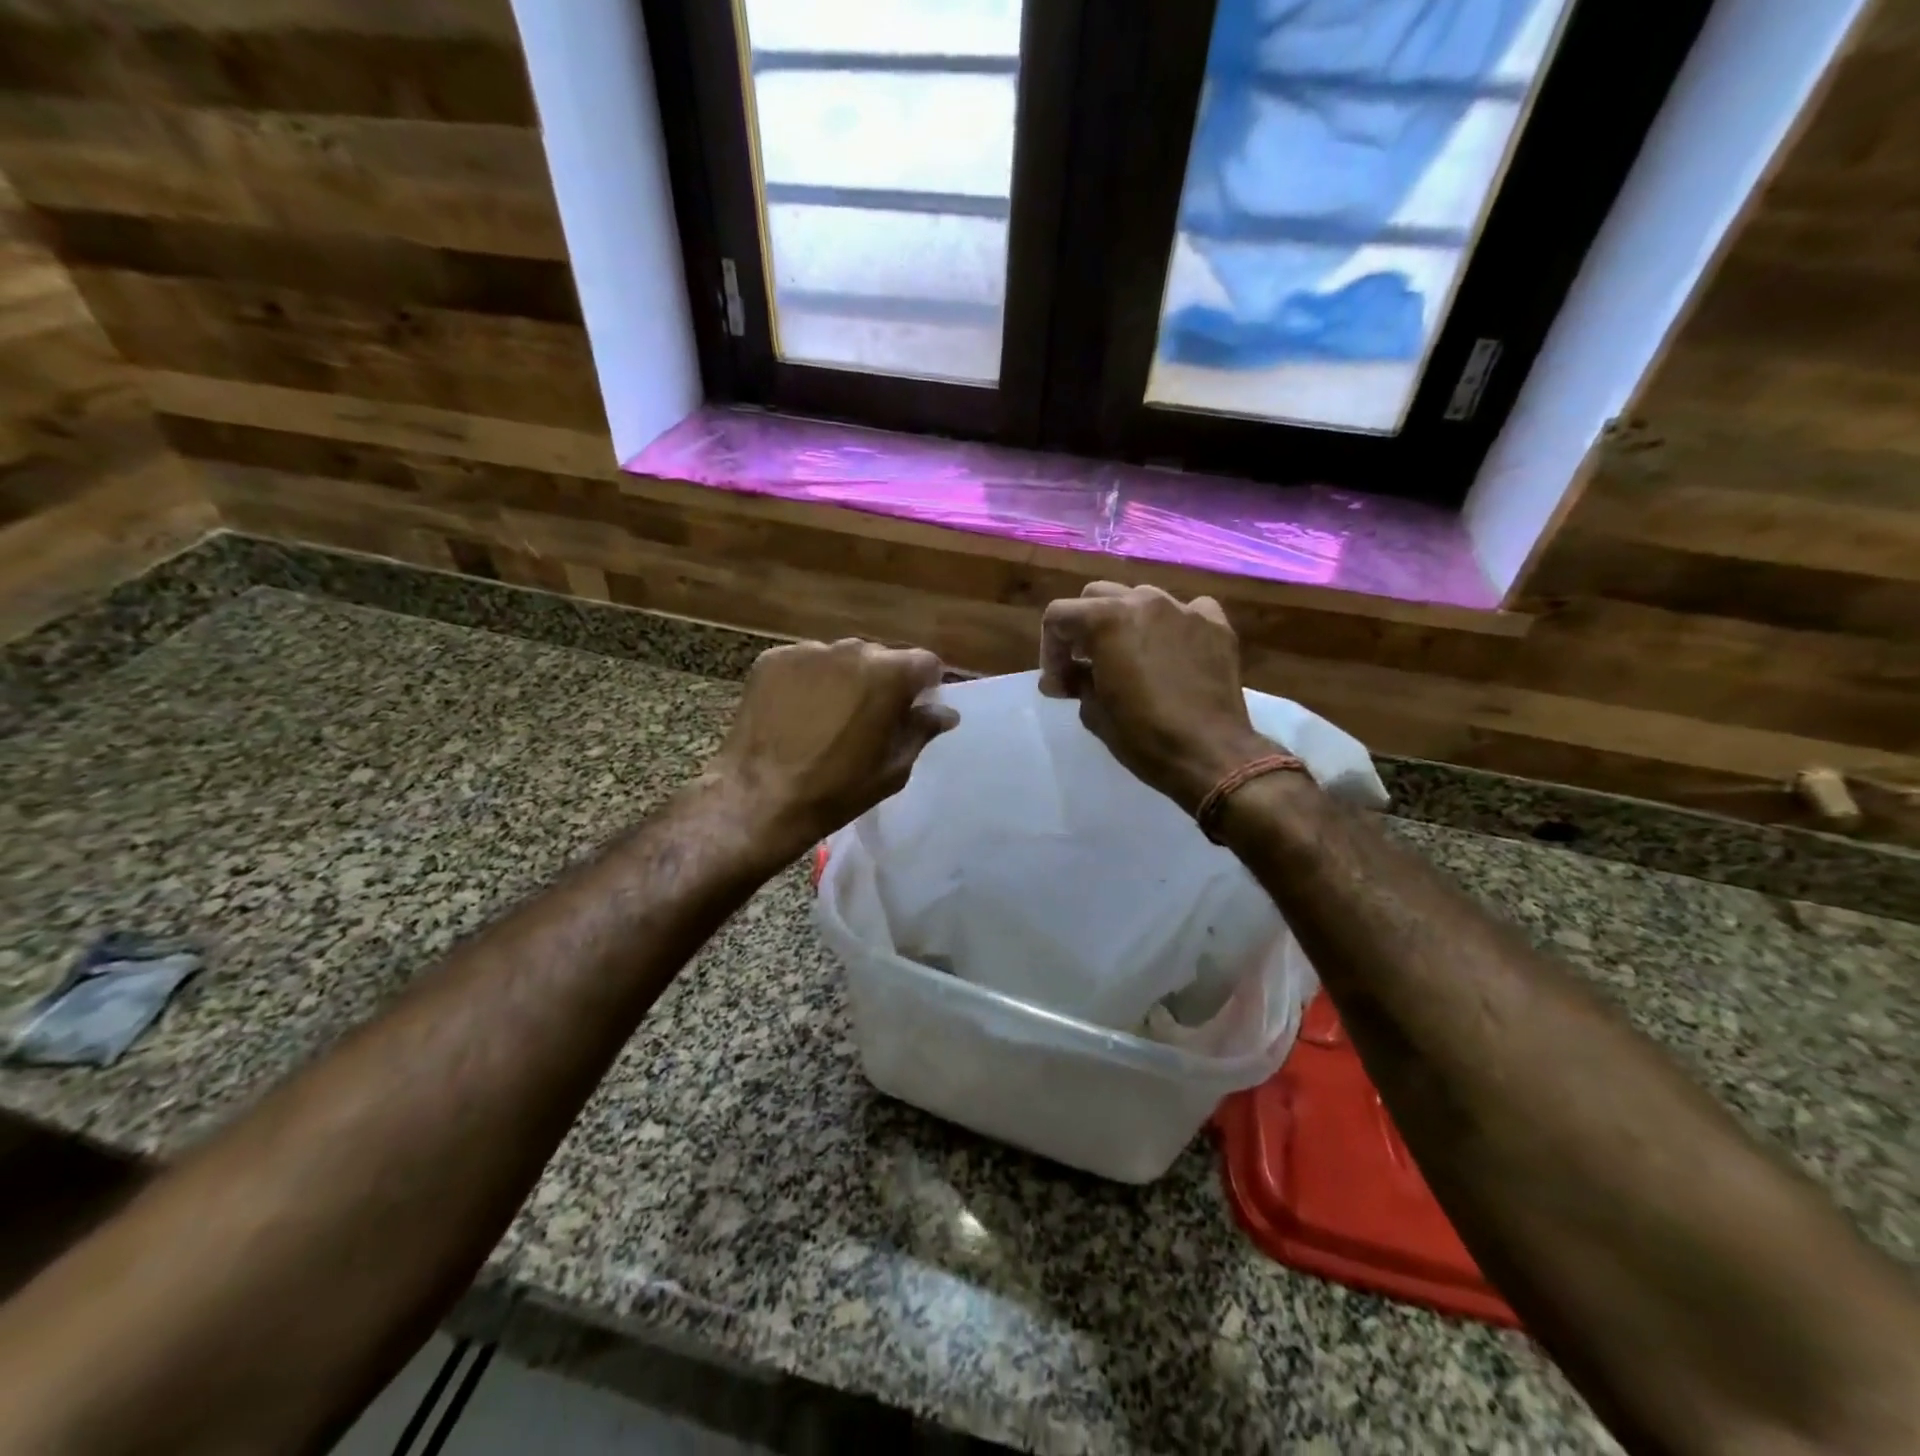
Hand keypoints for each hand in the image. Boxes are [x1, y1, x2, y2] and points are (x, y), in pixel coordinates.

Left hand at [704, 638, 957, 860]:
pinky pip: (805, 664)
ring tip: (829, 716)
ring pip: (841, 659)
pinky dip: (808, 681)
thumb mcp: (893, 768)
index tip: (914, 710)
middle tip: (871, 717)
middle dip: (883, 681)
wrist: (760, 798)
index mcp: (889, 674)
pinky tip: (798, 713)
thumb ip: (921, 731)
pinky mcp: (772, 659)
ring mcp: (807, 651)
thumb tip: (945, 712)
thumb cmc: (838, 789)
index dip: (925, 686)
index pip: (926, 662)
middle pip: (881, 657)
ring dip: (845, 679)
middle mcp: (851, 650)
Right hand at [1040, 583, 1269, 813]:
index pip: (1059, 615)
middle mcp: (1144, 602)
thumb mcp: (1094, 712)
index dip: (1049, 650)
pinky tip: (1171, 652)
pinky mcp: (1216, 626)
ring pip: (1141, 598)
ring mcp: (1184, 610)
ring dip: (1125, 622)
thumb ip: (1074, 682)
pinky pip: (1186, 611)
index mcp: (1107, 619)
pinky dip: (1171, 626)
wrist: (1210, 754)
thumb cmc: (1143, 736)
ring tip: (1127, 656)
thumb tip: (1064, 678)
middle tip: (1084, 664)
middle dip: (1083, 627)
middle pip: (1097, 596)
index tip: (1057, 682)